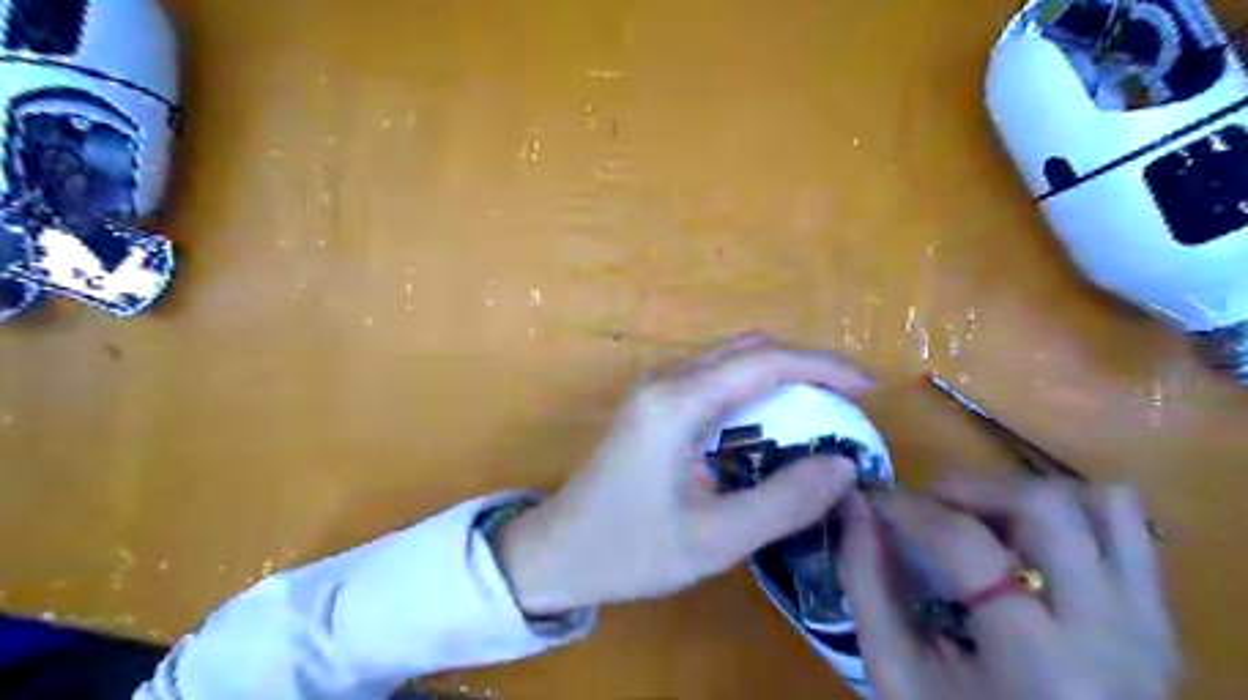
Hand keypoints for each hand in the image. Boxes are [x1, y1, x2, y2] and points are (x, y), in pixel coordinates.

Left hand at [493, 336, 870, 614]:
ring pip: (730, 358)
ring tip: (818, 412)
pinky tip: (769, 423)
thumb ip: (784, 501)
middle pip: (748, 349)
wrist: (557, 552)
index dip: (823, 367)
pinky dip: (753, 390)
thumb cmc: (630, 549)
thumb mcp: (715, 538)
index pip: (765, 362)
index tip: (868, 389)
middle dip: (804, 367)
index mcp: (678, 403)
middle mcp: (666, 380)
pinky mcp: (652, 403)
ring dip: (779, 376)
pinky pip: (713, 378)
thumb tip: (842, 466)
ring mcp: (655, 388)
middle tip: (846, 405)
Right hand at [837, 479, 1183, 699]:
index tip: (874, 501)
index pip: (967, 544)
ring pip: (1100, 503)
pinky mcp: (1159, 617)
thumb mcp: (895, 673)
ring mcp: (1148, 623)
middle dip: (968, 489)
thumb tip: (857, 505)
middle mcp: (1112, 632)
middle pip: (1044, 505)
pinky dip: (1067, 513)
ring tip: (980, 522)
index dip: (909, 508)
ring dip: (1023, 496)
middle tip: (928, 508)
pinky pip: (1126, 527)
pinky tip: (1024, 542)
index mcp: (1038, 662)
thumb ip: (866, 582)